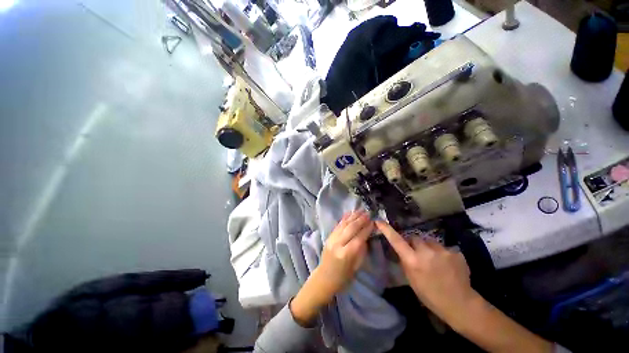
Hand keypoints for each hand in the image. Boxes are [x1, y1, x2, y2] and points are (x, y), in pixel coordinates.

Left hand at [318, 210, 373, 295]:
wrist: (324, 277)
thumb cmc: (343, 277)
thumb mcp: (356, 267)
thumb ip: (361, 250)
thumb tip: (367, 235)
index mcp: (346, 254)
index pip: (358, 238)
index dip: (367, 229)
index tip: (373, 222)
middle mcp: (337, 244)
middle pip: (351, 228)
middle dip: (361, 220)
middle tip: (368, 213)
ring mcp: (331, 239)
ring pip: (344, 224)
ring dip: (353, 216)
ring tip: (361, 210)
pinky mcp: (329, 236)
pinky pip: (338, 225)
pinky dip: (344, 218)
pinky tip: (350, 213)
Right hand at [375, 220, 476, 323]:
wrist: (460, 304)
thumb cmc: (431, 295)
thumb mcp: (412, 280)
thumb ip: (406, 262)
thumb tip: (402, 250)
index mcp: (413, 261)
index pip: (396, 241)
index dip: (387, 230)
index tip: (379, 221)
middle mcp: (426, 252)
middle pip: (415, 238)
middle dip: (414, 243)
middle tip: (419, 254)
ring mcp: (442, 251)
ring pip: (429, 241)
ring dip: (429, 248)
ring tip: (435, 261)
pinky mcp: (455, 252)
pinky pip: (443, 248)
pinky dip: (442, 254)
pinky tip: (448, 265)